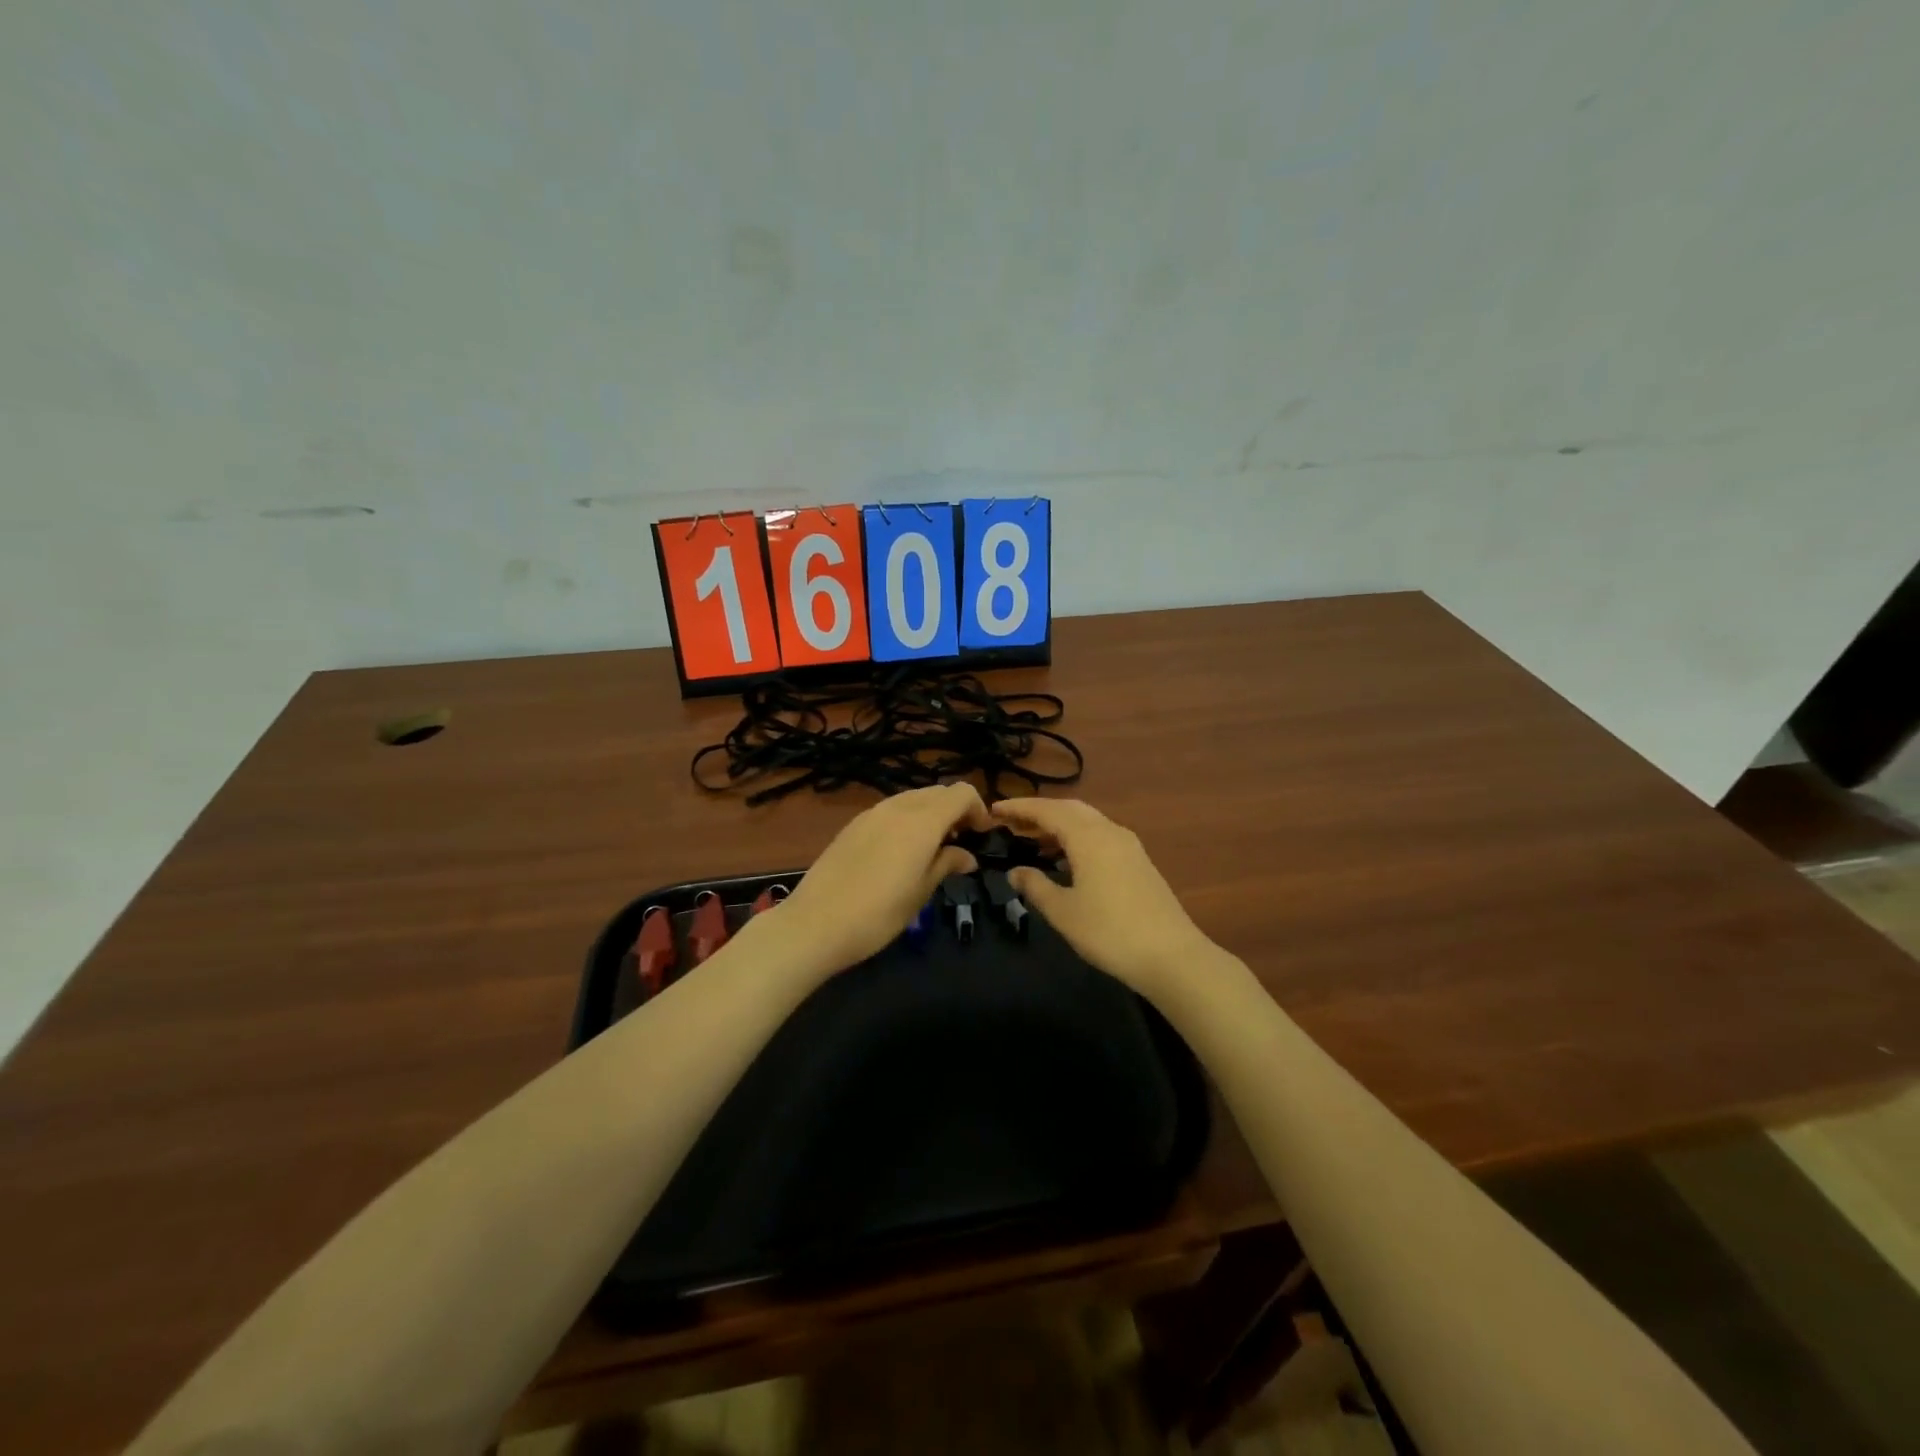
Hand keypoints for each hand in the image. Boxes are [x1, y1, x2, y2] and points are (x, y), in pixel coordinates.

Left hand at [773, 784, 991, 978]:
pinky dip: (908, 819)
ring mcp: (872, 813)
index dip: (978, 809)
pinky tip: (901, 852)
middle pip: (938, 792)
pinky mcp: (853, 824)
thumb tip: (967, 856)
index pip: (961, 793)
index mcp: (922, 821)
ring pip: (913, 798)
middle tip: (961, 842)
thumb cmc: (878, 914)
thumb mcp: (921, 892)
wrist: (815, 923)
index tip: (981, 836)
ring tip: (932, 848)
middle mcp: (898, 807)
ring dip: (931, 814)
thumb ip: (947, 864)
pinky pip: (891, 810)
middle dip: (956, 810)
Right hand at [993, 798, 1211, 1000]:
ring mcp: (1128, 845)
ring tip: (1032, 840)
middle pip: (1069, 809)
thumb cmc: (1109, 932)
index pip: (1047, 811)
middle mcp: (1109, 831)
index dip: (1019, 808)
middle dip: (1039, 812)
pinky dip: (1077, 837)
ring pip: (1087, 821)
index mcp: (1088, 837)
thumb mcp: (1063, 912)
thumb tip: (1015, 872)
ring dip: (1059, 824)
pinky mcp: (1138, 861)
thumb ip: (1035, 886)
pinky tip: (1066, 859)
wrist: (1171, 956)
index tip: (994, 808)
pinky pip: (1100, 835)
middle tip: (1011, 823)